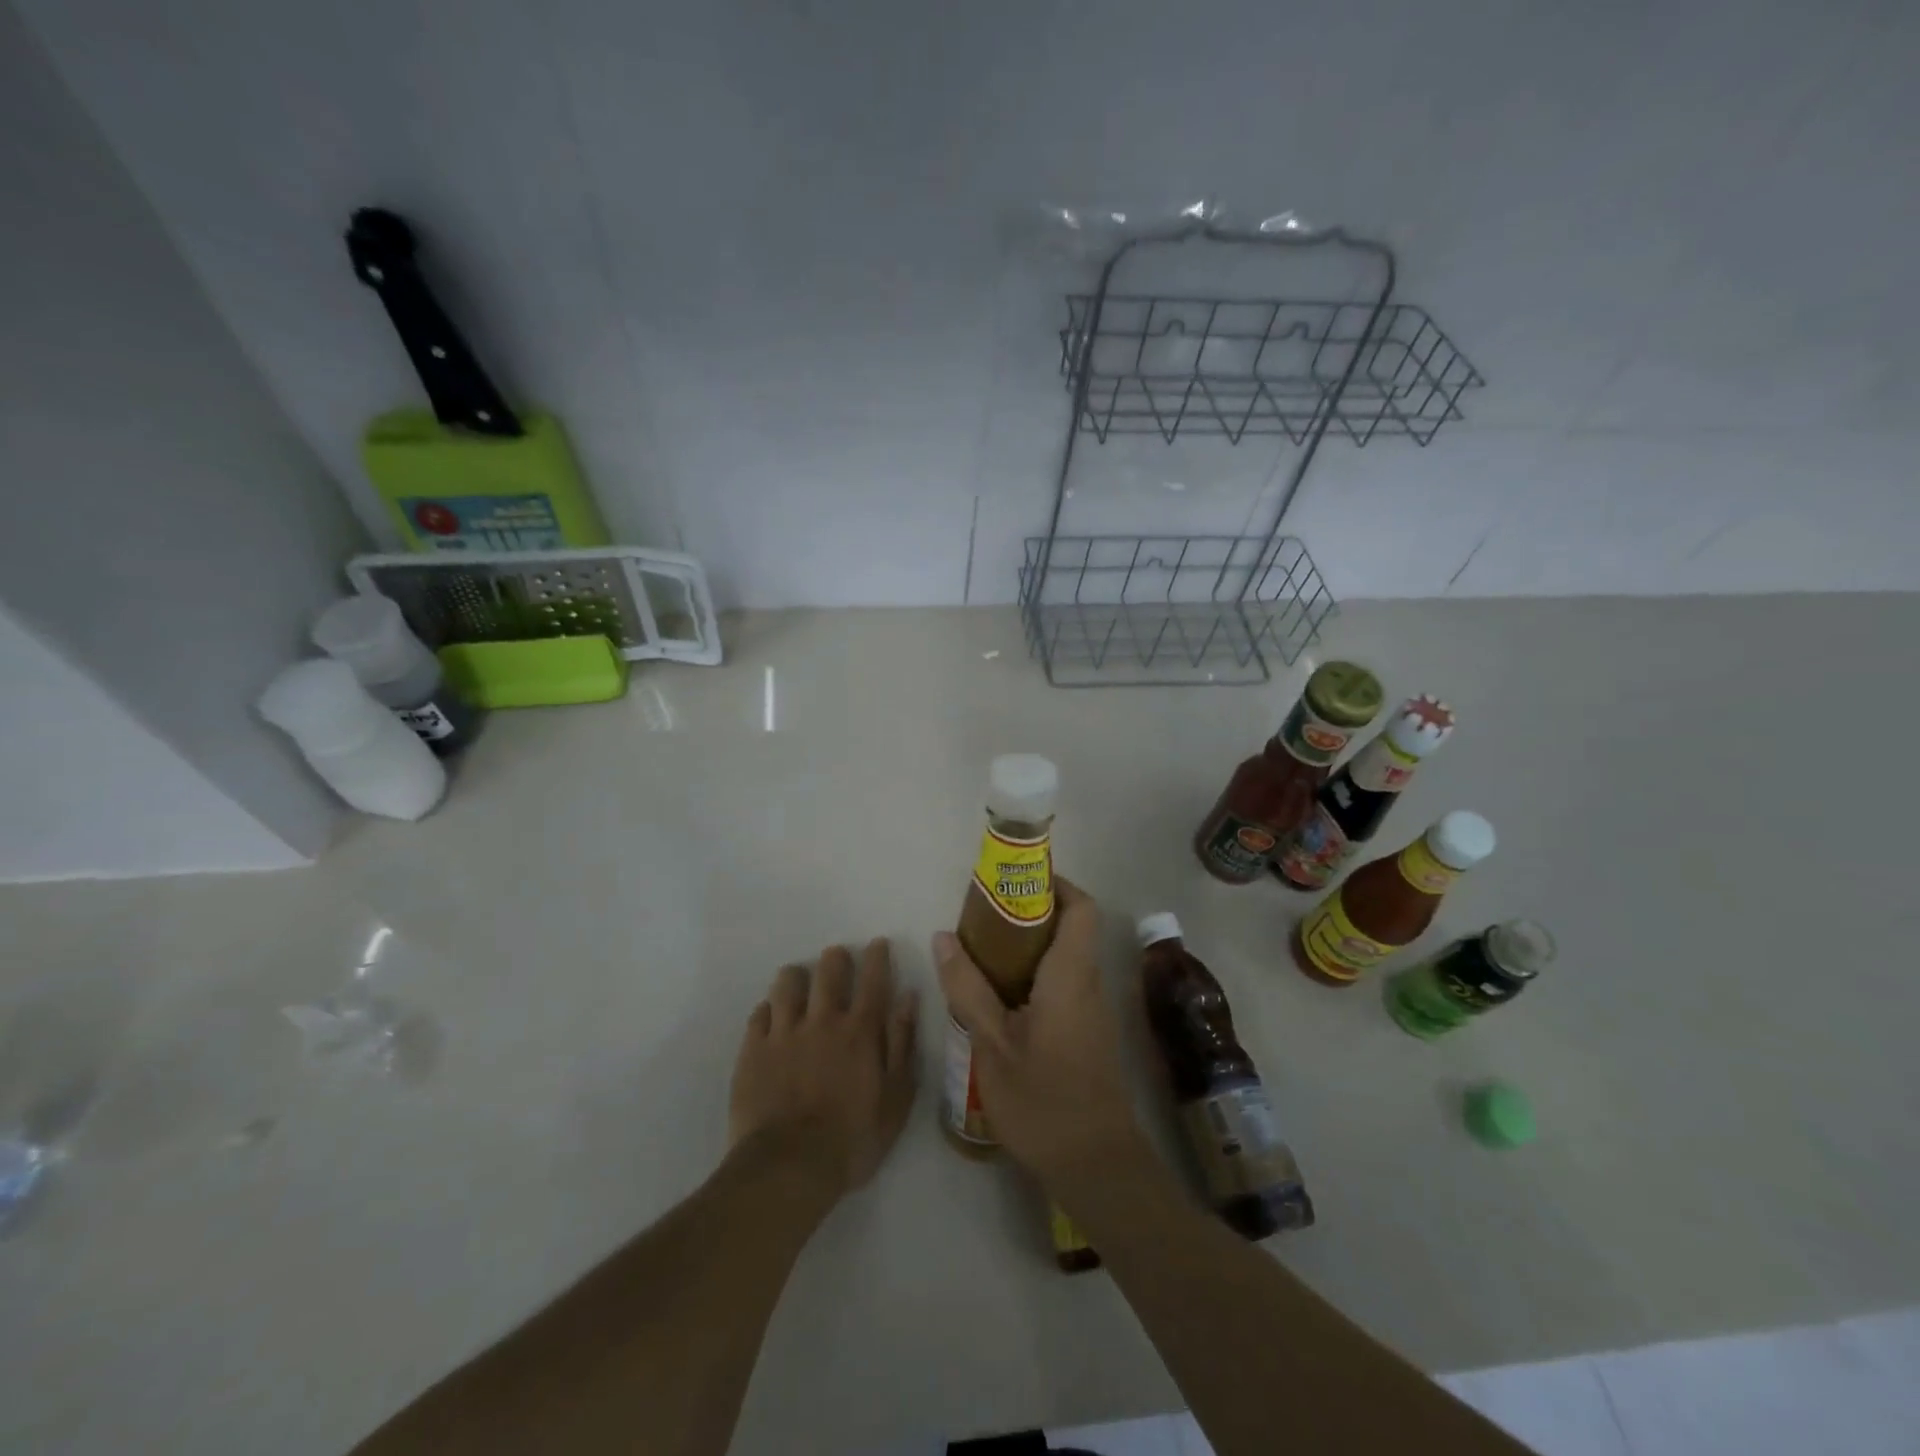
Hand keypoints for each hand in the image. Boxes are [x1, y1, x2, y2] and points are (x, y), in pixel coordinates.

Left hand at [730, 940, 919, 1198]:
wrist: (789, 1168)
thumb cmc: (853, 1139)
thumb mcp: (896, 1099)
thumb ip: (903, 1045)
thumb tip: (908, 999)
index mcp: (860, 1031)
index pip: (873, 979)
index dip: (877, 956)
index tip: (878, 943)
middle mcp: (822, 1020)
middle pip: (828, 970)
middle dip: (836, 958)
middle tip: (838, 959)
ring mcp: (783, 1033)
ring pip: (787, 983)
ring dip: (797, 977)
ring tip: (800, 982)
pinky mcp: (753, 1050)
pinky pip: (759, 1013)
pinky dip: (768, 1009)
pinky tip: (772, 1017)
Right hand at [934, 880, 1144, 1189]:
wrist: (1096, 1167)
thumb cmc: (1043, 1101)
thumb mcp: (992, 1044)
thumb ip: (967, 988)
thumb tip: (944, 936)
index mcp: (1071, 975)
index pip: (1082, 908)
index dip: (1055, 885)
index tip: (1015, 885)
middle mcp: (1089, 983)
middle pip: (1071, 927)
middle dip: (1030, 914)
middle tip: (983, 918)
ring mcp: (1092, 1010)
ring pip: (1065, 957)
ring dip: (1029, 946)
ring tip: (981, 952)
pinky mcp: (1087, 1033)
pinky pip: (1063, 984)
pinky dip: (1033, 975)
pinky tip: (998, 997)